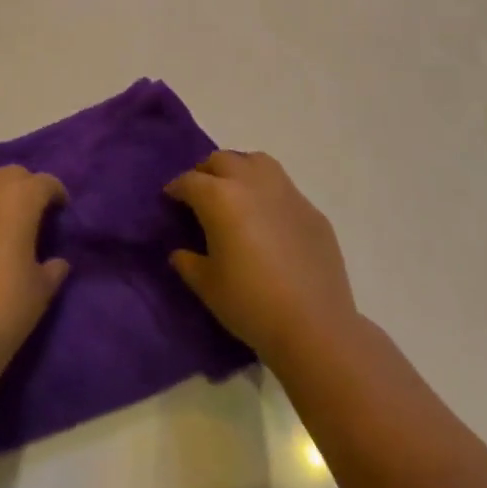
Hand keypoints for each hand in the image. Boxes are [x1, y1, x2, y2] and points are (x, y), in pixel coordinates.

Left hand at [0, 166, 70, 375]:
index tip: (61, 212)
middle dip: (25, 187)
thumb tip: (57, 261)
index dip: (56, 193)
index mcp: (20, 199)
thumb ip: (53, 268)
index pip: (45, 182)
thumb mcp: (42, 290)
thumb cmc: (6, 308)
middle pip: (11, 173)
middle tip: (32, 215)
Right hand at [165, 151, 357, 363]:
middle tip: (201, 194)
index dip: (176, 188)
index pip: (189, 181)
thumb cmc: (251, 305)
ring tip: (235, 192)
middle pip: (221, 160)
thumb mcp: (207, 286)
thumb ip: (188, 262)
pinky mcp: (310, 209)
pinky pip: (283, 187)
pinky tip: (268, 218)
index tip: (171, 198)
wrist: (315, 326)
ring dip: (239, 169)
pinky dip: (268, 192)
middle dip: (206, 172)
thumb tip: (180, 252)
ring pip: (256, 161)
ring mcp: (285, 192)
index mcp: (220, 198)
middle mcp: (251, 183)